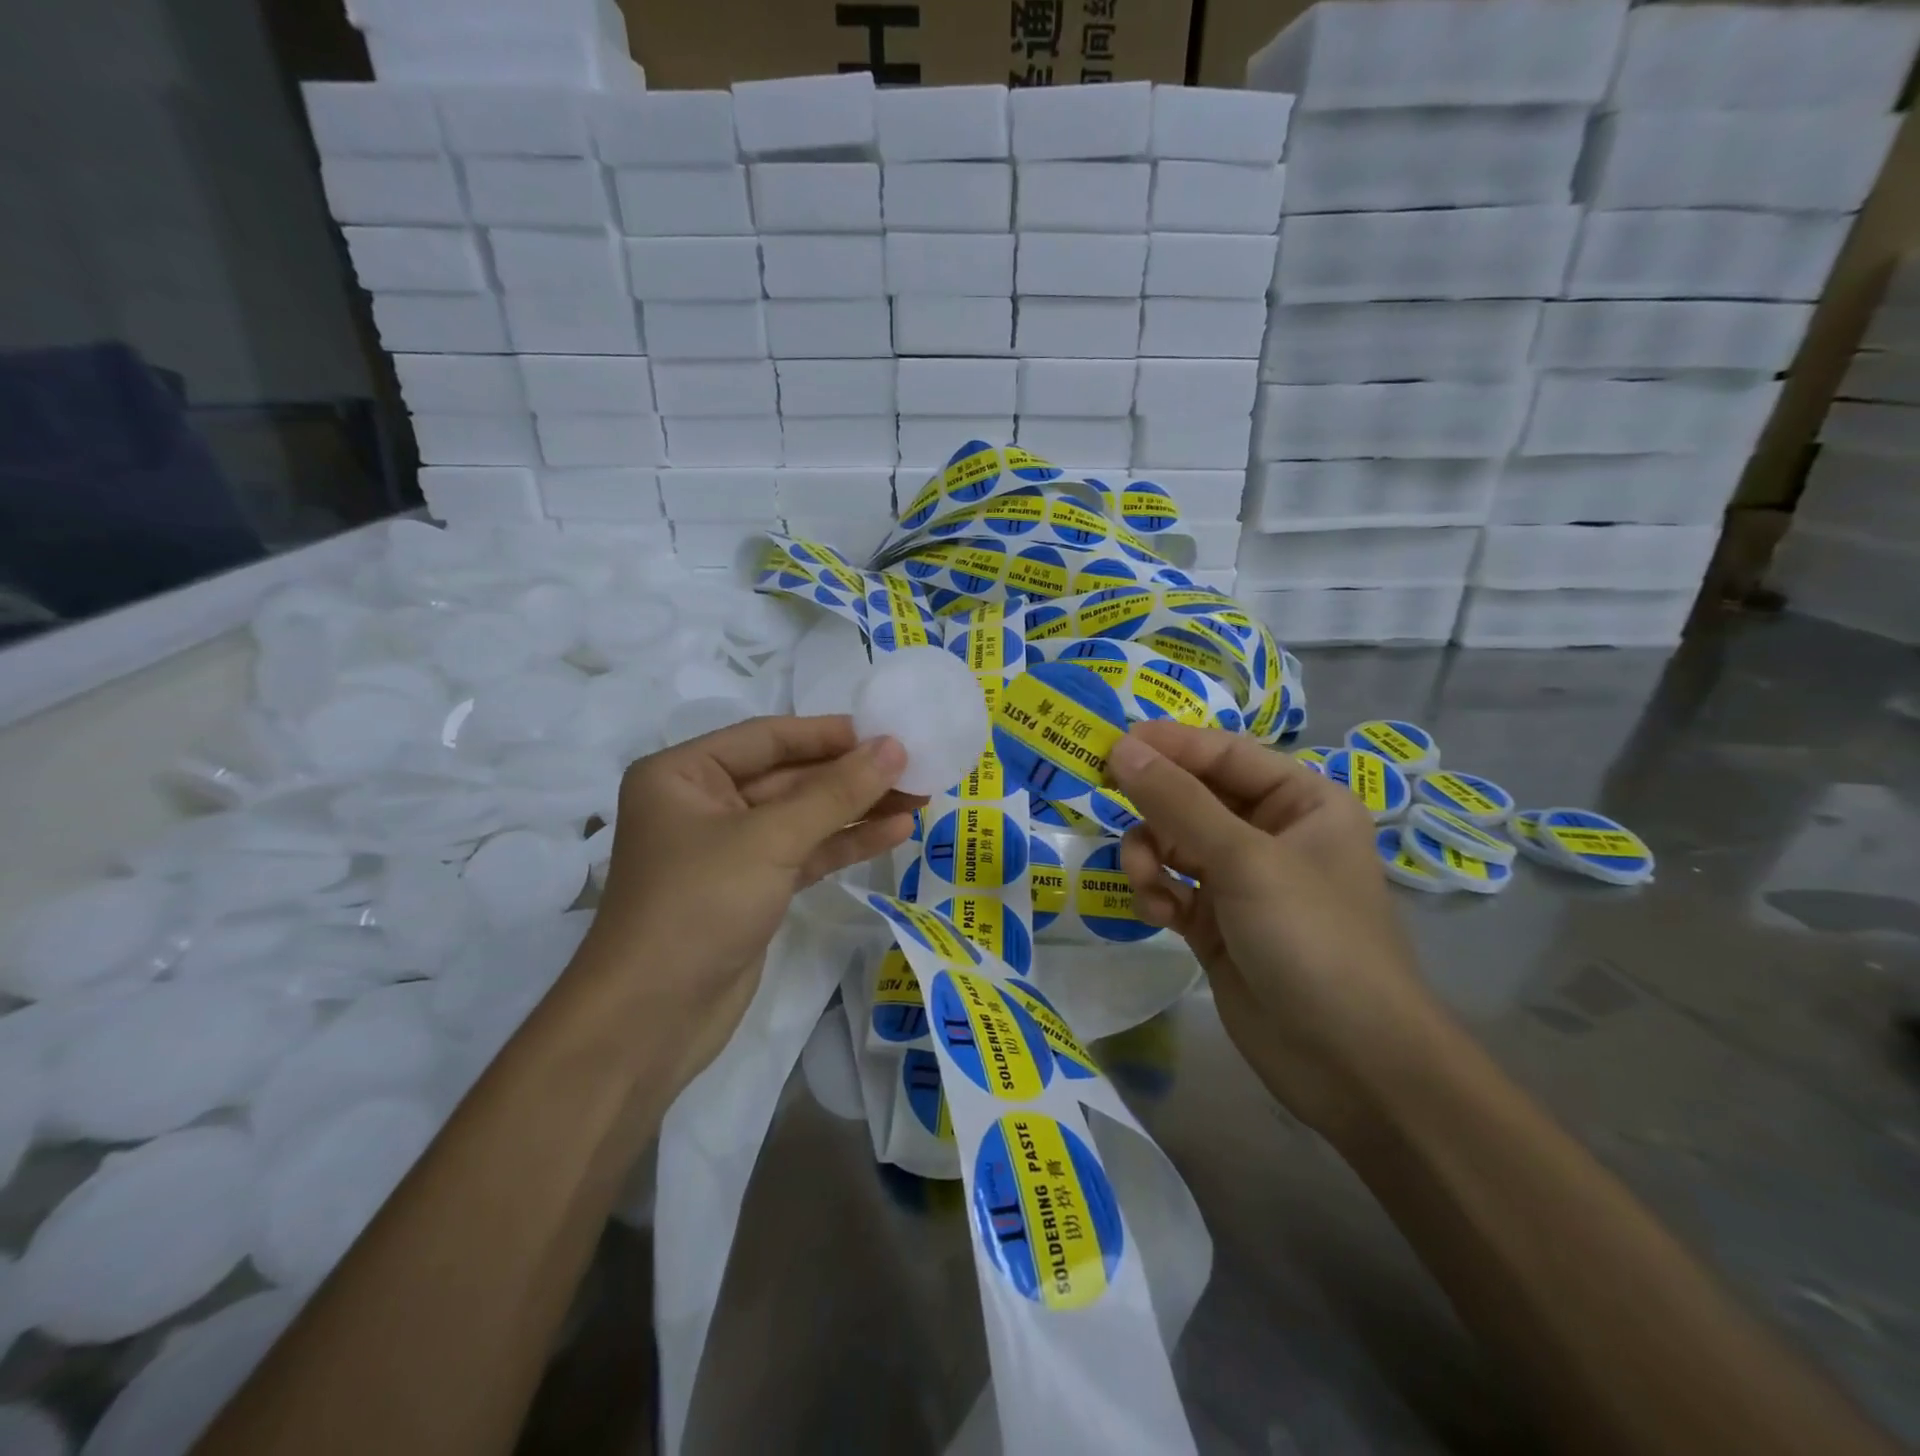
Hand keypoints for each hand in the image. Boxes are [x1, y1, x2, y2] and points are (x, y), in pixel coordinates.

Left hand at [584, 715, 916, 1091]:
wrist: (651, 1021)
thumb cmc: (698, 906)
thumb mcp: (770, 839)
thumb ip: (836, 792)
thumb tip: (893, 747)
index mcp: (684, 774)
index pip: (768, 737)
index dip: (830, 733)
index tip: (888, 731)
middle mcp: (704, 803)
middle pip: (790, 776)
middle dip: (852, 775)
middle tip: (916, 767)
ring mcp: (730, 849)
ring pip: (804, 816)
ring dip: (858, 809)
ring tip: (919, 798)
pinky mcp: (754, 888)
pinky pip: (805, 852)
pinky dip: (846, 843)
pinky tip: (894, 832)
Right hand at [1107, 721, 1440, 1142]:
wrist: (1349, 1063)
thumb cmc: (1312, 938)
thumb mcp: (1244, 859)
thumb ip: (1176, 801)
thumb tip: (1120, 748)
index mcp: (1301, 801)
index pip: (1223, 753)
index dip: (1167, 745)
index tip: (1109, 744)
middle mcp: (1272, 833)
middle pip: (1193, 797)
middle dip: (1154, 806)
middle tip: (1105, 799)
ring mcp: (1243, 881)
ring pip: (1174, 842)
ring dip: (1151, 855)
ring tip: (1147, 880)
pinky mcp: (1218, 923)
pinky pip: (1172, 886)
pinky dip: (1158, 892)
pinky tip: (1159, 914)